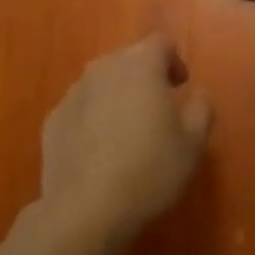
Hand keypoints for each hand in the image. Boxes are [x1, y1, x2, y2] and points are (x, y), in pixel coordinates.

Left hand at [39, 35, 212, 248]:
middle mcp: (104, 68)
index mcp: (141, 66)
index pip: (161, 43)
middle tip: (158, 109)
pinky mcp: (52, 120)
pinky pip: (81, 108)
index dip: (174, 60)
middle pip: (129, 59)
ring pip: (102, 83)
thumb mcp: (193, 144)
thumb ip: (202, 109)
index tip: (181, 86)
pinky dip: (93, 119)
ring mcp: (74, 93)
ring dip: (117, 96)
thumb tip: (198, 94)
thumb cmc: (148, 170)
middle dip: (145, 77)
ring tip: (127, 132)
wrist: (84, 211)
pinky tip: (99, 151)